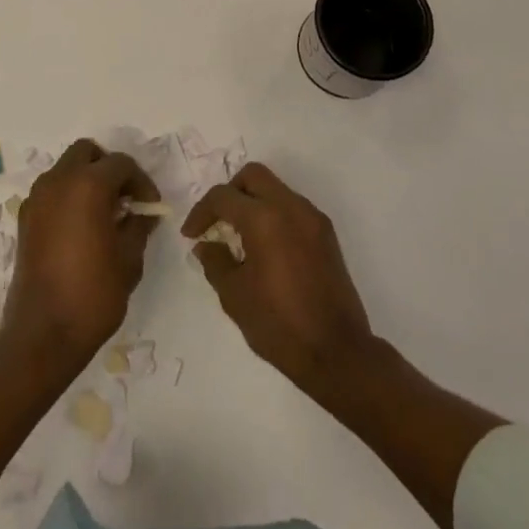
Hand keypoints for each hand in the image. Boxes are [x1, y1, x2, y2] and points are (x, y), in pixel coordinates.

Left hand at [3, 139, 159, 364]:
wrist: (43, 334)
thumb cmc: (93, 294)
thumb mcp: (130, 258)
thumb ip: (138, 225)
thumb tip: (141, 213)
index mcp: (88, 184)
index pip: (122, 164)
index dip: (141, 182)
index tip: (150, 208)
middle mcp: (58, 181)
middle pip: (87, 153)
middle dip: (109, 168)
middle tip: (125, 199)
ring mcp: (37, 198)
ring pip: (66, 168)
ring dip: (86, 179)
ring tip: (104, 214)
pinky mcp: (25, 218)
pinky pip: (51, 191)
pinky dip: (68, 196)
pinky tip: (81, 228)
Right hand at [183, 163, 377, 393]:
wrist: (337, 352)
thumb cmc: (279, 325)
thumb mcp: (235, 296)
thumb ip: (216, 262)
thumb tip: (207, 245)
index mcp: (264, 219)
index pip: (223, 197)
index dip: (201, 212)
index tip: (191, 235)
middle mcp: (291, 207)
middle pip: (253, 176)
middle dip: (230, 193)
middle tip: (217, 222)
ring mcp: (312, 218)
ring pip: (276, 189)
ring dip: (254, 202)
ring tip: (240, 237)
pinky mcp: (326, 233)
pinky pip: (293, 208)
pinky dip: (274, 215)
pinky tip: (265, 247)